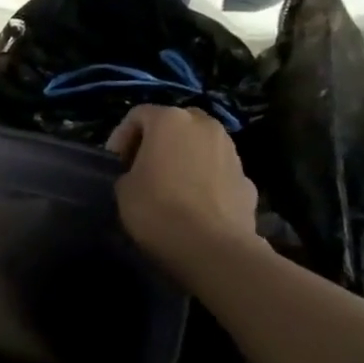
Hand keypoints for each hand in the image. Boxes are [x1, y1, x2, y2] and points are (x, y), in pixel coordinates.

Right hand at [107, 105, 258, 266]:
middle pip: (176, 123)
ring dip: (185, 158)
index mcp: (170, 120)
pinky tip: (195, 206)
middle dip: (158, 141)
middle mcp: (205, 126)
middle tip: (143, 167)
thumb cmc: (157, 210)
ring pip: (202, 145)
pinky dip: (205, 181)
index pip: (138, 115)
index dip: (121, 137)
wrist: (212, 247)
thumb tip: (140, 175)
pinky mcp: (248, 180)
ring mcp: (232, 151)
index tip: (115, 163)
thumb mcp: (123, 189)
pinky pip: (218, 172)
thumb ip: (130, 172)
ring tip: (171, 187)